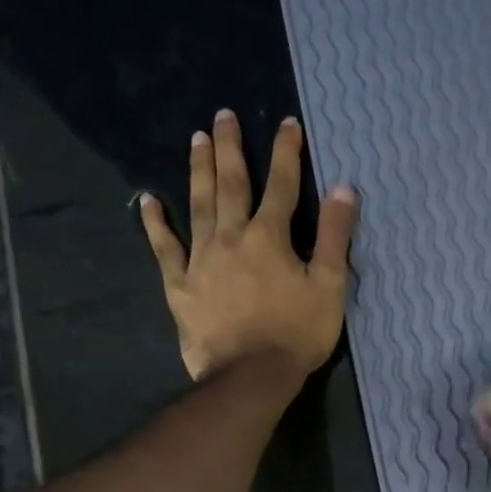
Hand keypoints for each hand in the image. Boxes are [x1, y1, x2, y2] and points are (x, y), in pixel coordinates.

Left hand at [137, 109, 357, 383]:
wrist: (250, 376)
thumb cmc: (296, 333)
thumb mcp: (329, 287)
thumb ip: (336, 238)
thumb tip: (343, 190)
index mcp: (270, 237)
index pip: (282, 186)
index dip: (286, 153)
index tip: (288, 124)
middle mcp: (231, 237)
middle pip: (231, 184)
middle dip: (230, 148)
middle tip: (223, 115)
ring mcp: (201, 260)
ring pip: (198, 205)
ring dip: (199, 171)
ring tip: (196, 140)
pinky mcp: (180, 285)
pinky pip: (164, 248)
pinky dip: (155, 224)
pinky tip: (147, 201)